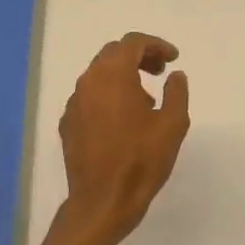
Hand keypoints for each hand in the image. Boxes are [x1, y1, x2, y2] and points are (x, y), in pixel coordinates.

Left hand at [59, 32, 190, 243]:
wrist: (103, 201)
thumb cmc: (141, 160)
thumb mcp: (173, 124)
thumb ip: (176, 92)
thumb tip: (175, 75)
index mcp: (113, 76)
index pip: (132, 43)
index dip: (156, 45)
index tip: (174, 59)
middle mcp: (88, 82)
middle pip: (112, 54)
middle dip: (139, 57)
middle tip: (160, 72)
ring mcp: (74, 103)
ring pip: (98, 75)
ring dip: (123, 76)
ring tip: (146, 99)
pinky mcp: (68, 123)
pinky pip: (89, 97)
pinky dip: (108, 96)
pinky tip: (123, 119)